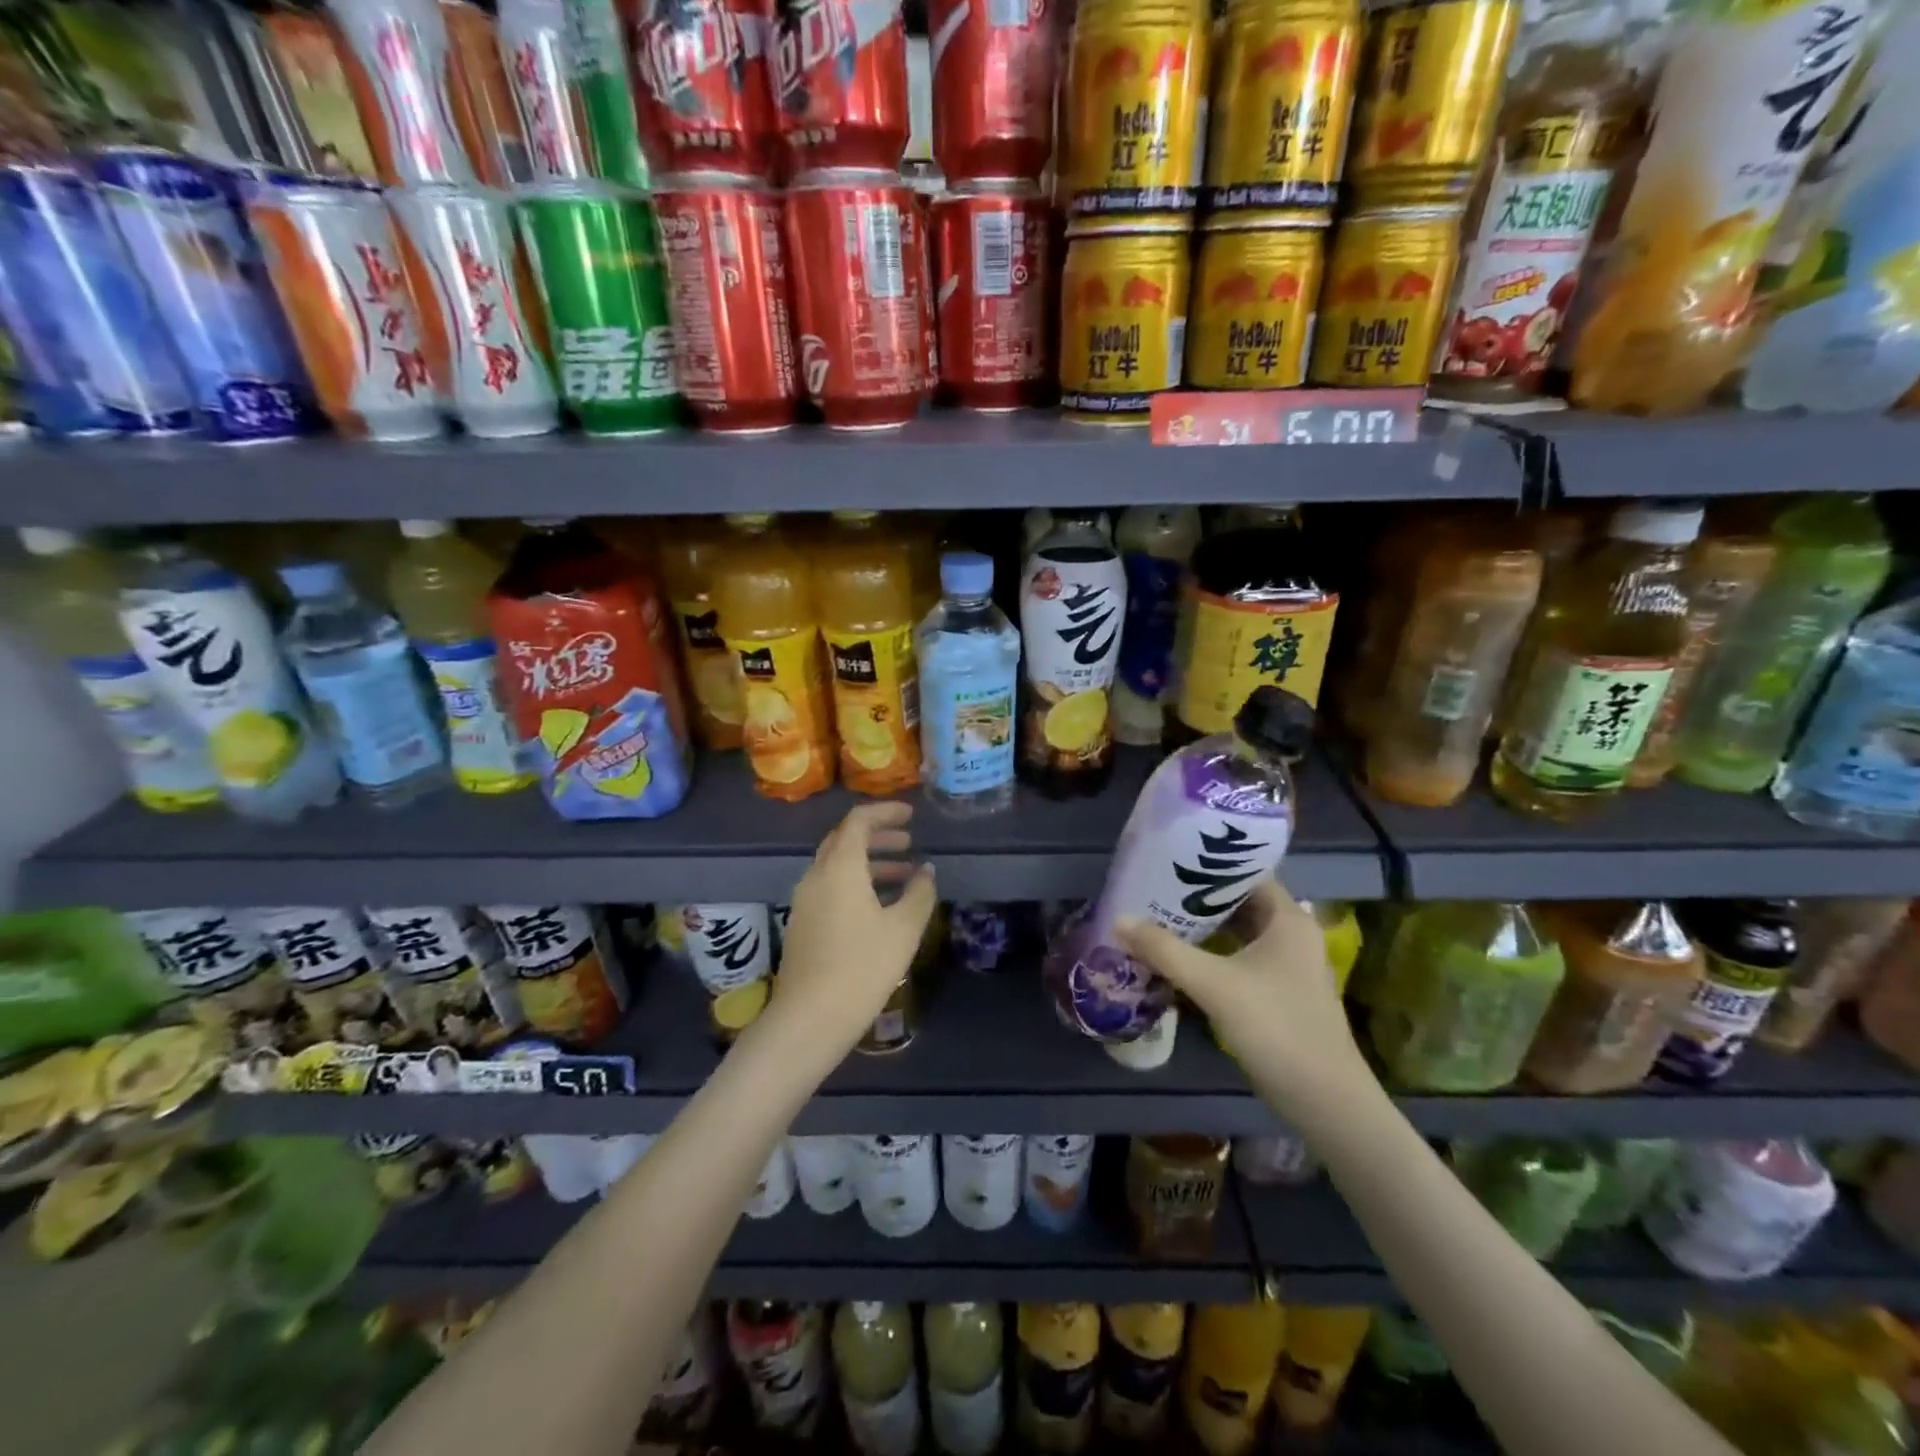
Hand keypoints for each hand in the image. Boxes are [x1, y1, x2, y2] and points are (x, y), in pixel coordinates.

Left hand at [771, 802, 936, 1052]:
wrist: (810, 1018)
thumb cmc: (862, 967)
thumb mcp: (903, 929)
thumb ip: (919, 893)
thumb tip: (925, 870)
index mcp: (839, 867)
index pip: (858, 821)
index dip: (885, 812)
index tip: (911, 815)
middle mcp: (816, 876)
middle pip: (844, 840)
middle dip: (877, 836)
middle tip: (908, 841)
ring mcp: (804, 900)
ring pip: (837, 865)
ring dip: (869, 862)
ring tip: (903, 875)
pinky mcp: (802, 923)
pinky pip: (830, 887)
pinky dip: (856, 882)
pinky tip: (879, 906)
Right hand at [1115, 879, 1373, 1115]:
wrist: (1325, 1101)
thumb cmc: (1277, 1028)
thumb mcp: (1214, 985)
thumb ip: (1164, 950)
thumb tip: (1118, 919)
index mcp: (1288, 919)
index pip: (1246, 873)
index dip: (1209, 865)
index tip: (1170, 860)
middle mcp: (1292, 934)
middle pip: (1239, 902)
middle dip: (1197, 896)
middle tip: (1154, 888)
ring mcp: (1288, 966)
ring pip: (1238, 932)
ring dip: (1202, 927)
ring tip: (1157, 916)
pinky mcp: (1279, 992)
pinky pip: (1239, 958)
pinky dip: (1211, 953)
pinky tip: (1179, 957)